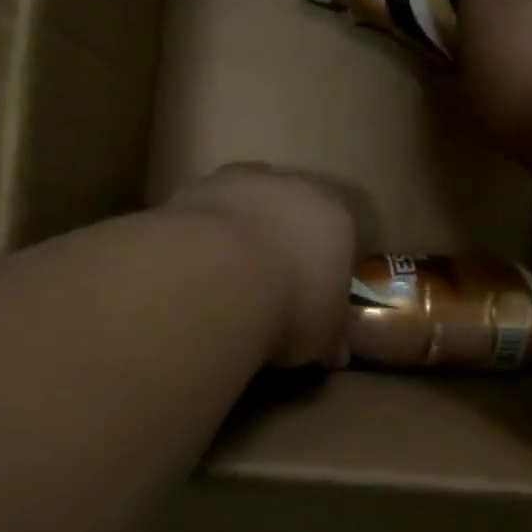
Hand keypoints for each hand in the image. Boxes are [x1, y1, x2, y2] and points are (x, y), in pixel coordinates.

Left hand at [165, 165, 355, 367]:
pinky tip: (194, 274)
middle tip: (266, 290)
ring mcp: (239, 180)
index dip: (323, 271)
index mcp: (335, 215)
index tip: (310, 302)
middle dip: (281, 246)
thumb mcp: (322, 336)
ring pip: (245, 208)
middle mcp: (292, 186)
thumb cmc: (291, 305)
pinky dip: (203, 239)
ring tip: (225, 284)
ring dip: (239, 236)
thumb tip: (335, 351)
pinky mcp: (192, 187)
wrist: (217, 277)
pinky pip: (205, 216)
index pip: (338, 239)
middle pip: (290, 214)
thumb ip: (330, 336)